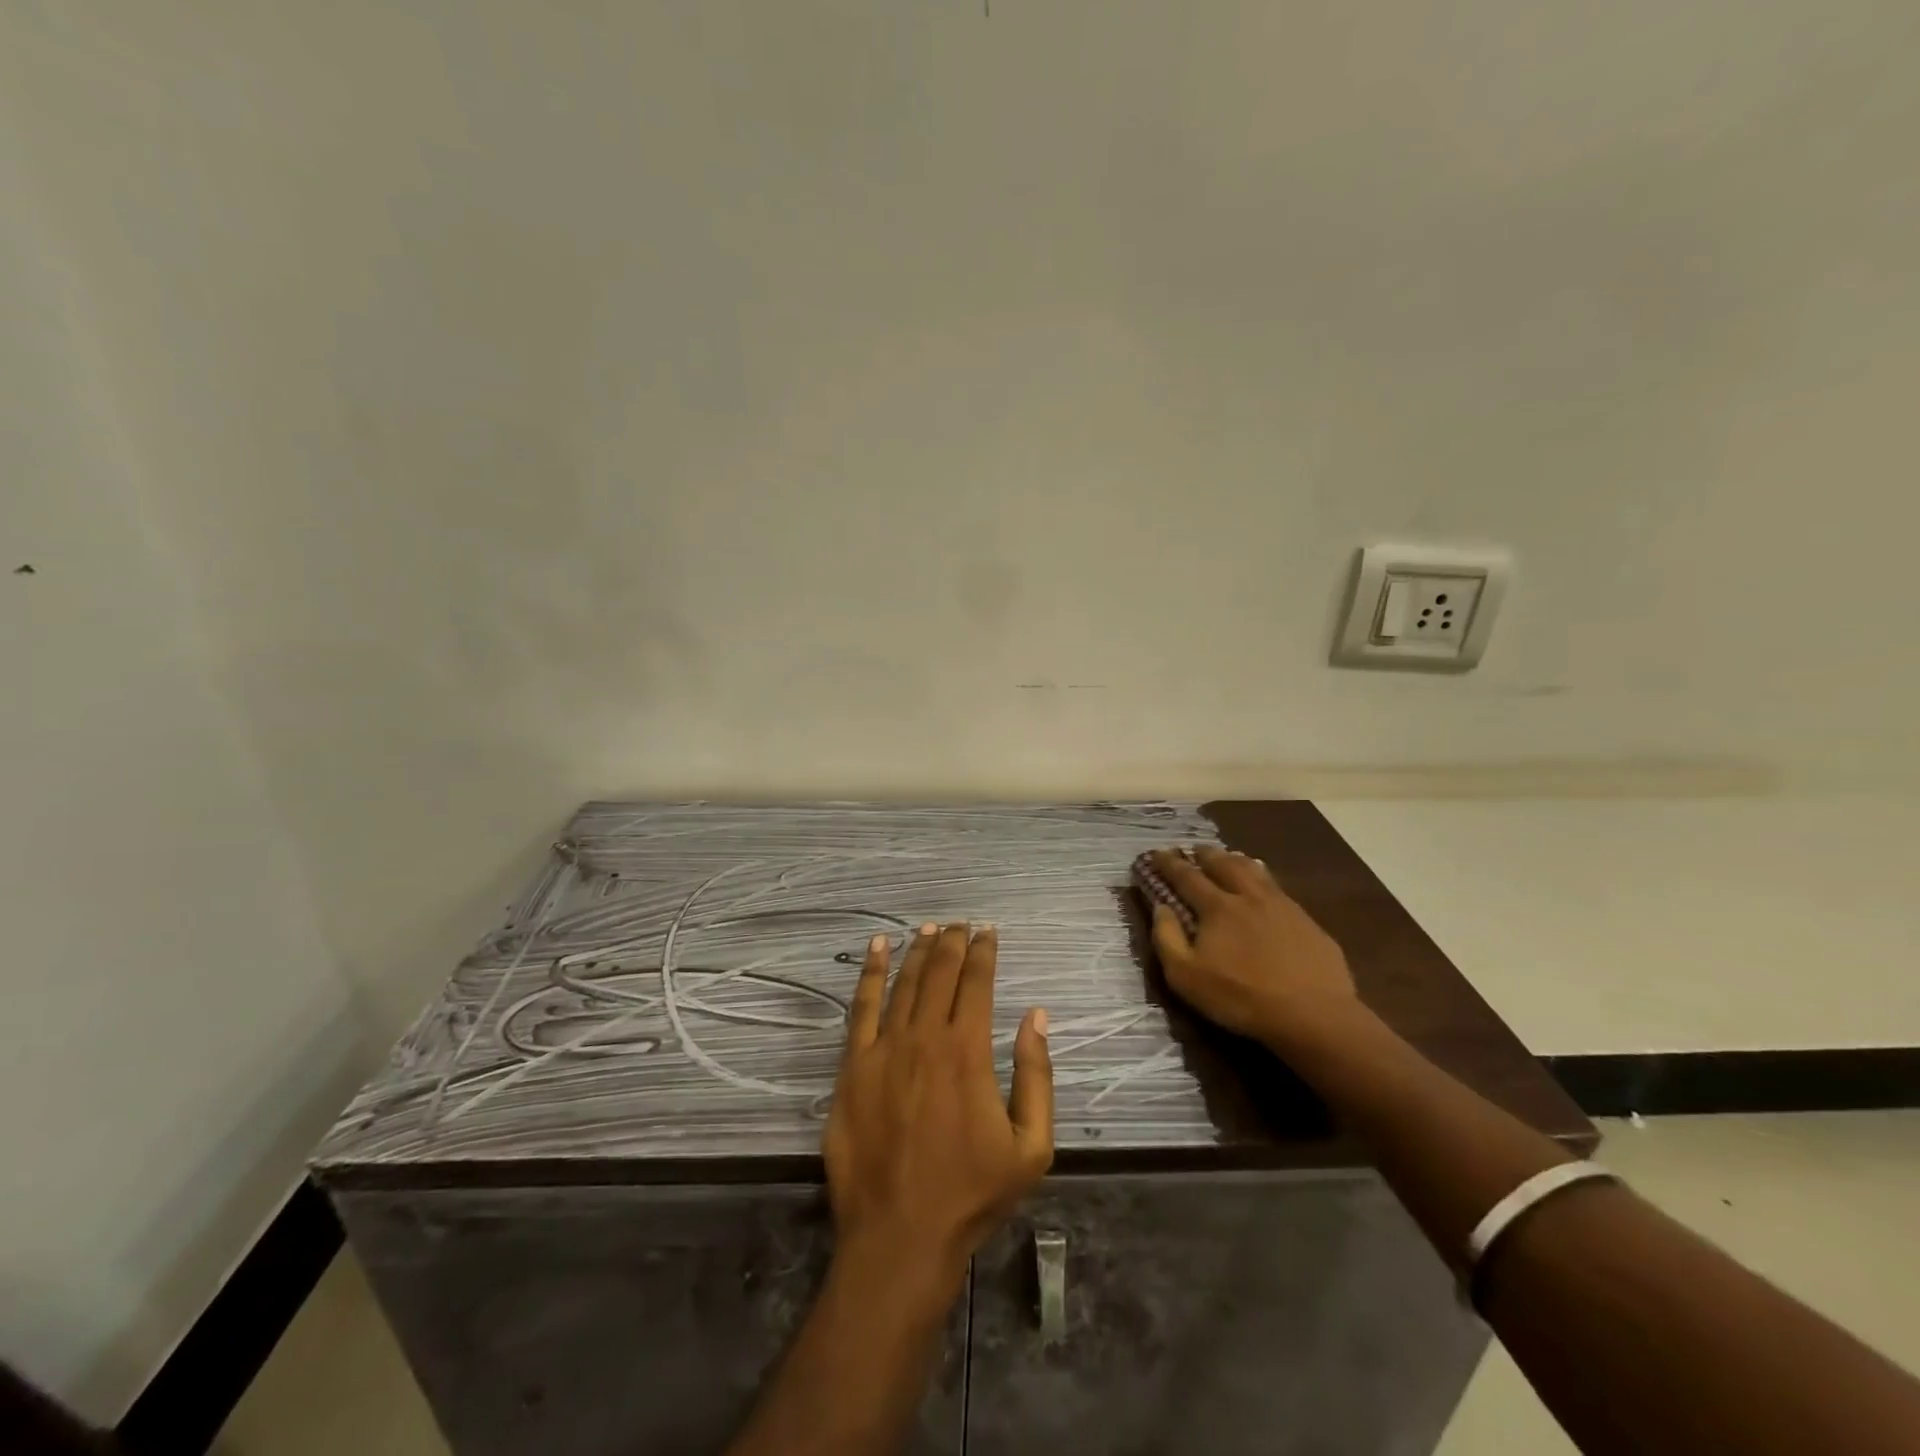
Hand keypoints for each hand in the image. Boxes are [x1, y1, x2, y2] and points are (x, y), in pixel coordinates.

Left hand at [823, 923, 1053, 1300]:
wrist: (899, 1236)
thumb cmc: (971, 1193)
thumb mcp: (1031, 1147)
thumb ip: (1036, 1075)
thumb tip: (1036, 1016)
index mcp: (967, 1051)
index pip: (977, 983)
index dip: (983, 952)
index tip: (988, 931)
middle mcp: (924, 1037)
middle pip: (939, 974)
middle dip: (952, 943)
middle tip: (959, 924)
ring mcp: (883, 1049)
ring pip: (903, 983)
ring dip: (918, 951)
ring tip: (928, 928)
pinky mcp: (852, 1065)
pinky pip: (861, 1007)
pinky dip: (871, 973)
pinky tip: (879, 948)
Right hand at [1148, 846, 1360, 1051]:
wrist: (1313, 1015)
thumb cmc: (1241, 997)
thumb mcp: (1186, 977)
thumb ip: (1167, 938)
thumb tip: (1161, 907)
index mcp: (1217, 907)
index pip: (1186, 876)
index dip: (1169, 863)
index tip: (1156, 853)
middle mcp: (1248, 896)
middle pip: (1223, 864)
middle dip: (1205, 854)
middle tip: (1194, 850)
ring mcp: (1282, 906)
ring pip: (1255, 871)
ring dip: (1236, 860)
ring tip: (1229, 857)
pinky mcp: (1307, 921)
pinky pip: (1279, 889)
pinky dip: (1264, 879)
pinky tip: (1266, 886)